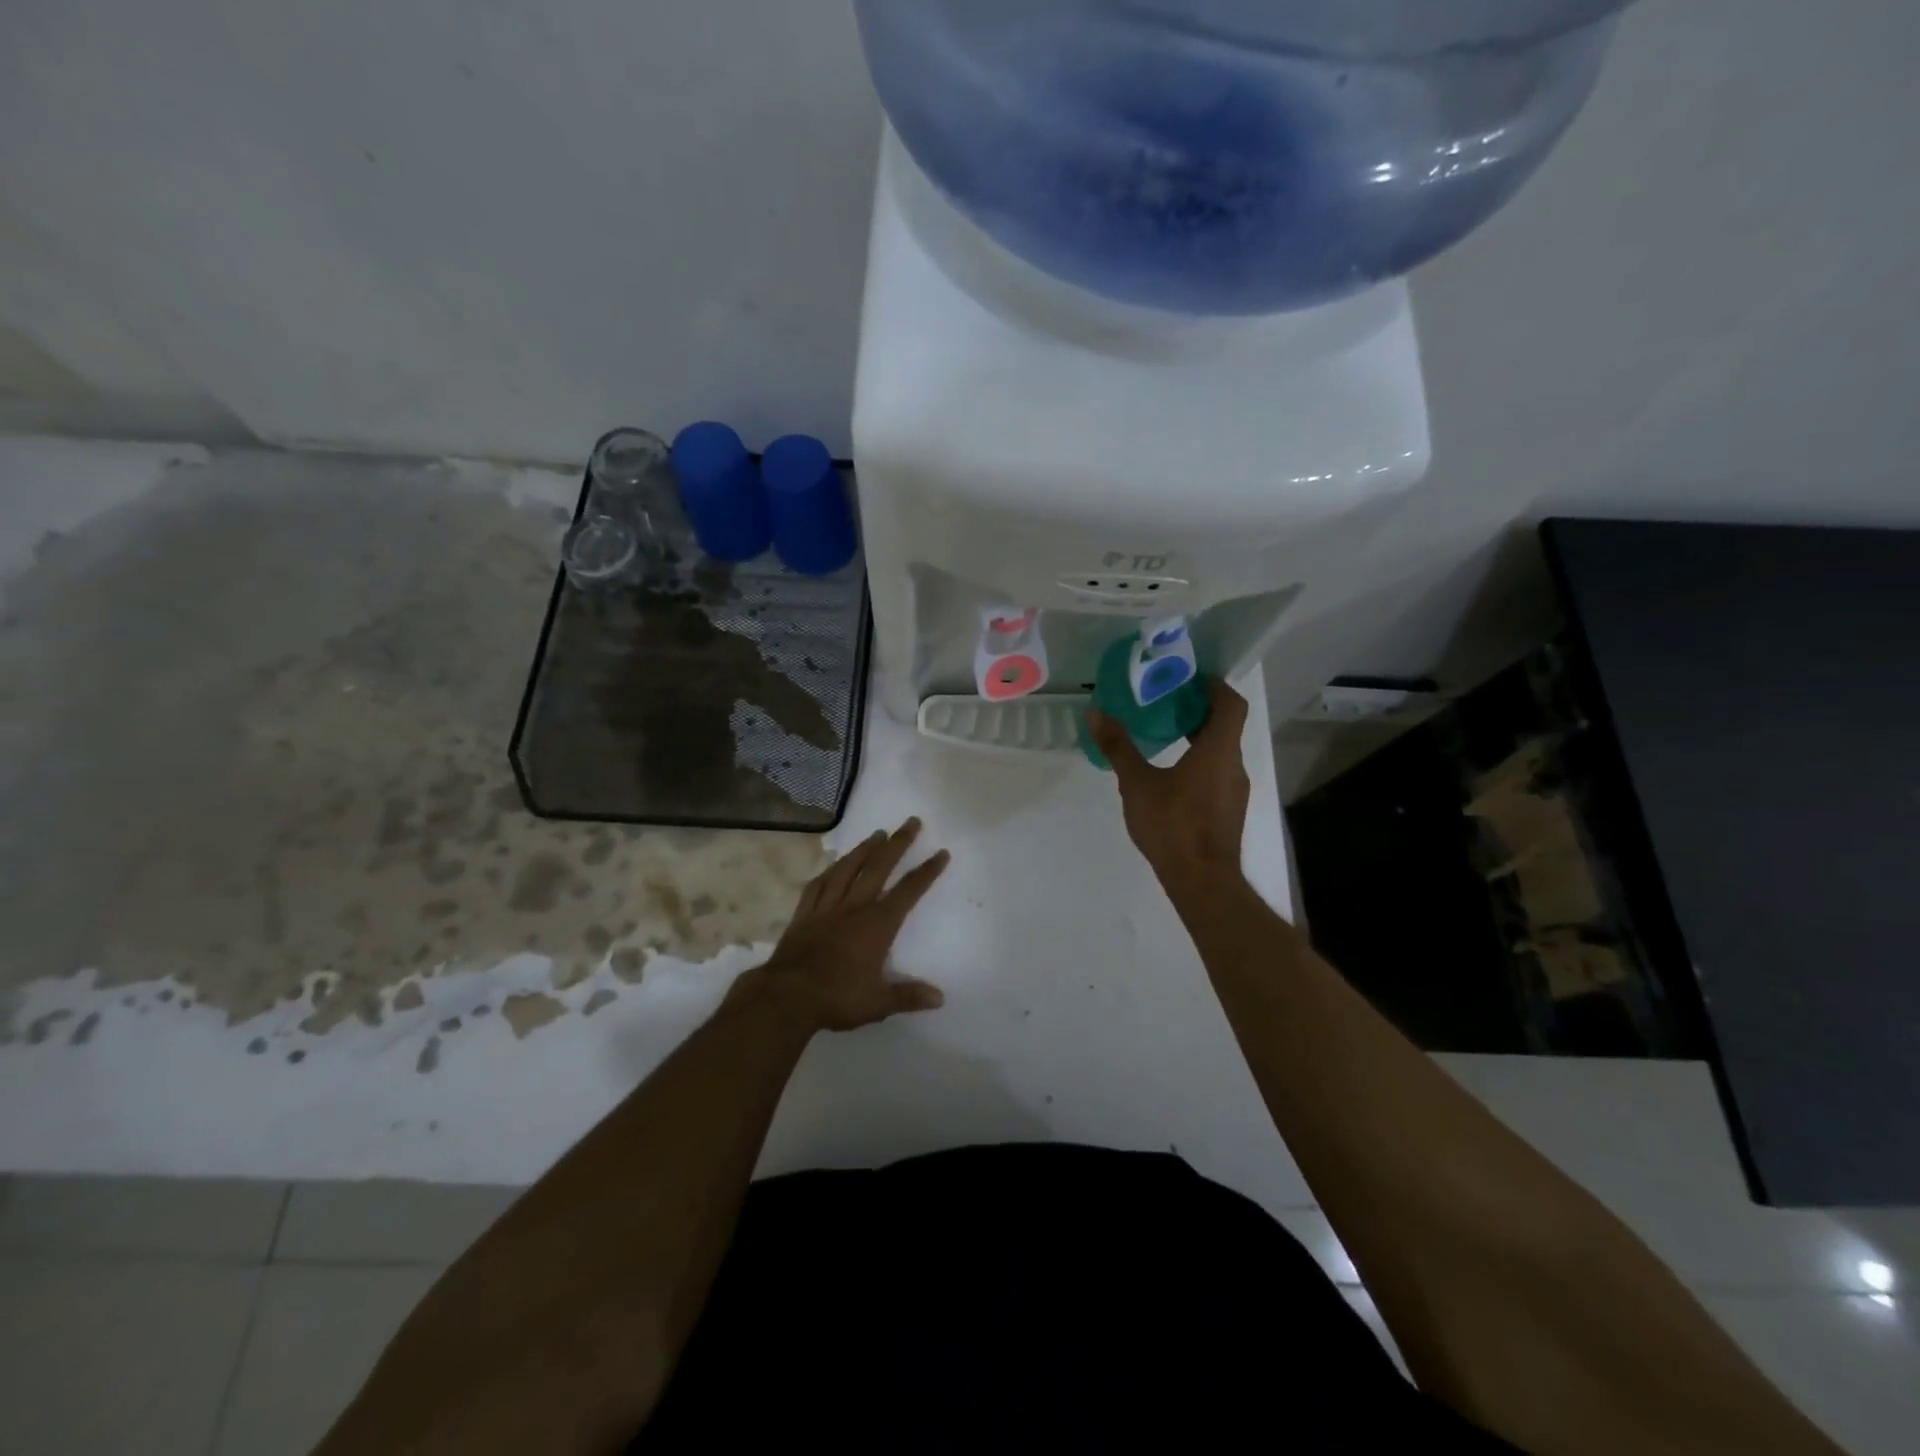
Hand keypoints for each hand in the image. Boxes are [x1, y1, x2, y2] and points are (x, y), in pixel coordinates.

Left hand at [734, 817, 950, 1033]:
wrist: (786, 997)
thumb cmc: (837, 998)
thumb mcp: (878, 1003)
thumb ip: (909, 996)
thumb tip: (940, 998)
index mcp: (877, 925)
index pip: (908, 892)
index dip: (927, 872)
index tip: (941, 853)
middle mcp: (854, 908)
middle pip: (879, 868)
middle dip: (898, 844)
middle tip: (911, 822)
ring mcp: (826, 908)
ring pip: (848, 869)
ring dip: (864, 849)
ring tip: (877, 833)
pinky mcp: (804, 914)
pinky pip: (818, 885)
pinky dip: (829, 871)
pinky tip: (835, 864)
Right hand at [1089, 678, 1250, 888]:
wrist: (1202, 881)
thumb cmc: (1172, 825)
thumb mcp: (1137, 784)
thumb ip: (1118, 747)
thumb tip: (1096, 712)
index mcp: (1219, 750)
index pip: (1231, 704)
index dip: (1215, 686)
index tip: (1191, 678)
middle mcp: (1234, 765)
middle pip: (1225, 726)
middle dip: (1199, 711)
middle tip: (1167, 702)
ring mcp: (1235, 791)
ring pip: (1221, 752)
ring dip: (1199, 738)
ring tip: (1165, 735)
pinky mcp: (1229, 811)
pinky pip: (1217, 774)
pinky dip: (1200, 763)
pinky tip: (1172, 776)